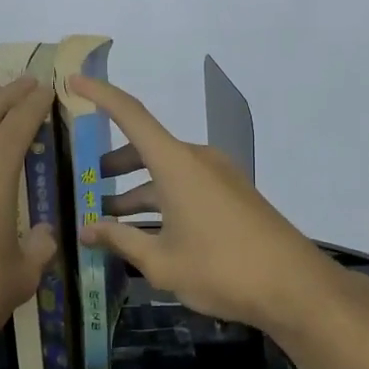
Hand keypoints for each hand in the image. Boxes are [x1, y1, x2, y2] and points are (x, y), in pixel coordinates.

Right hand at [73, 76, 334, 332]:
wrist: (295, 287)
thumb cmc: (221, 269)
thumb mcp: (161, 261)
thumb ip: (120, 240)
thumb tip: (85, 230)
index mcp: (176, 163)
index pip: (130, 114)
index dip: (100, 95)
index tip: (72, 81)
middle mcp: (197, 160)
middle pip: (146, 148)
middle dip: (114, 165)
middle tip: (88, 183)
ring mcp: (219, 176)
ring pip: (166, 172)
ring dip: (137, 190)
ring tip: (110, 220)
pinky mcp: (233, 195)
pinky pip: (186, 186)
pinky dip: (162, 200)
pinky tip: (148, 233)